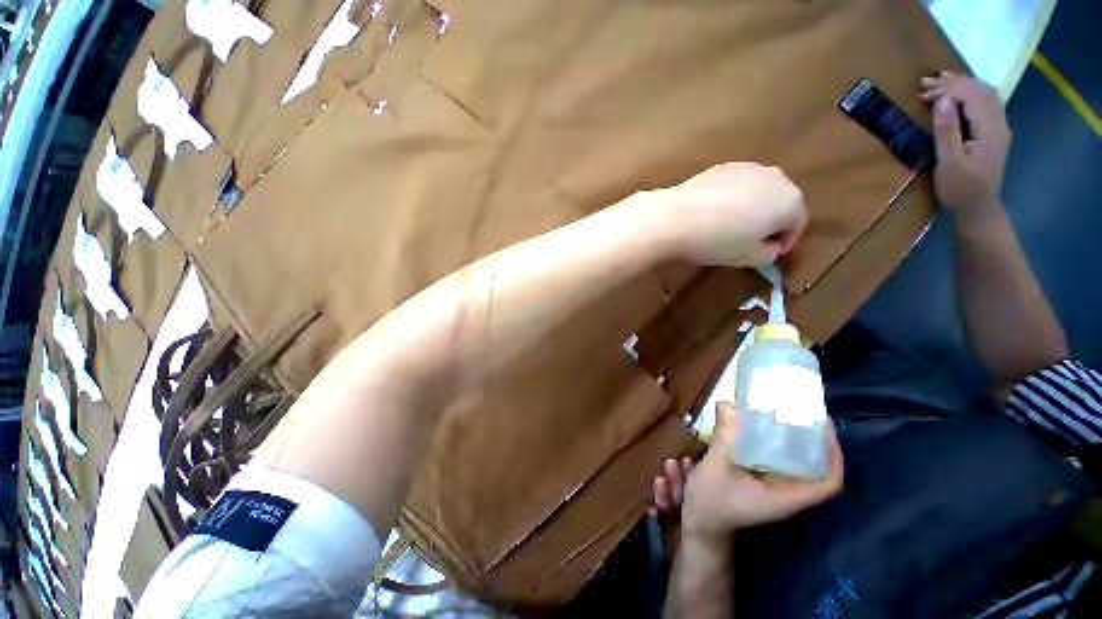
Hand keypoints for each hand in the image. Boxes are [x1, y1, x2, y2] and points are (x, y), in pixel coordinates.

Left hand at [653, 163, 806, 266]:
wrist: (675, 218)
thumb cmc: (716, 241)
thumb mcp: (748, 257)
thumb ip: (768, 254)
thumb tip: (770, 247)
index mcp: (790, 201)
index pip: (797, 224)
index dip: (785, 242)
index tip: (769, 254)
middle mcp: (776, 177)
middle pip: (781, 203)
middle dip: (771, 222)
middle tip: (752, 240)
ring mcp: (748, 167)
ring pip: (760, 191)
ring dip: (753, 208)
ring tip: (732, 226)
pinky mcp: (723, 166)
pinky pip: (738, 185)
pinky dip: (734, 198)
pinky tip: (715, 212)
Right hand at [681, 402, 842, 540]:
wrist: (701, 524)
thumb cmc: (711, 502)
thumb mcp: (716, 469)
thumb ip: (724, 438)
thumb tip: (727, 405)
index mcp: (785, 497)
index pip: (827, 484)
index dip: (834, 457)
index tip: (825, 427)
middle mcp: (786, 493)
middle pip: (814, 469)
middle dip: (814, 440)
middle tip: (802, 410)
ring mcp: (774, 488)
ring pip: (795, 464)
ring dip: (794, 440)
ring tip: (783, 413)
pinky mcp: (761, 482)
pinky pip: (776, 461)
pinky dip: (775, 444)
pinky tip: (759, 426)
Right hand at [921, 72, 1011, 211]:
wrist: (979, 207)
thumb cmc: (961, 188)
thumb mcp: (949, 162)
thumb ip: (947, 131)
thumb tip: (941, 101)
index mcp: (989, 129)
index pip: (971, 96)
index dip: (948, 89)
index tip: (923, 92)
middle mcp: (999, 122)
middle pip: (980, 91)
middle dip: (954, 83)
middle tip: (927, 83)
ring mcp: (999, 127)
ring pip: (986, 94)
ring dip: (963, 84)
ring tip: (941, 82)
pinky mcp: (994, 132)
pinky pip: (986, 103)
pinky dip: (971, 93)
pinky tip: (958, 95)